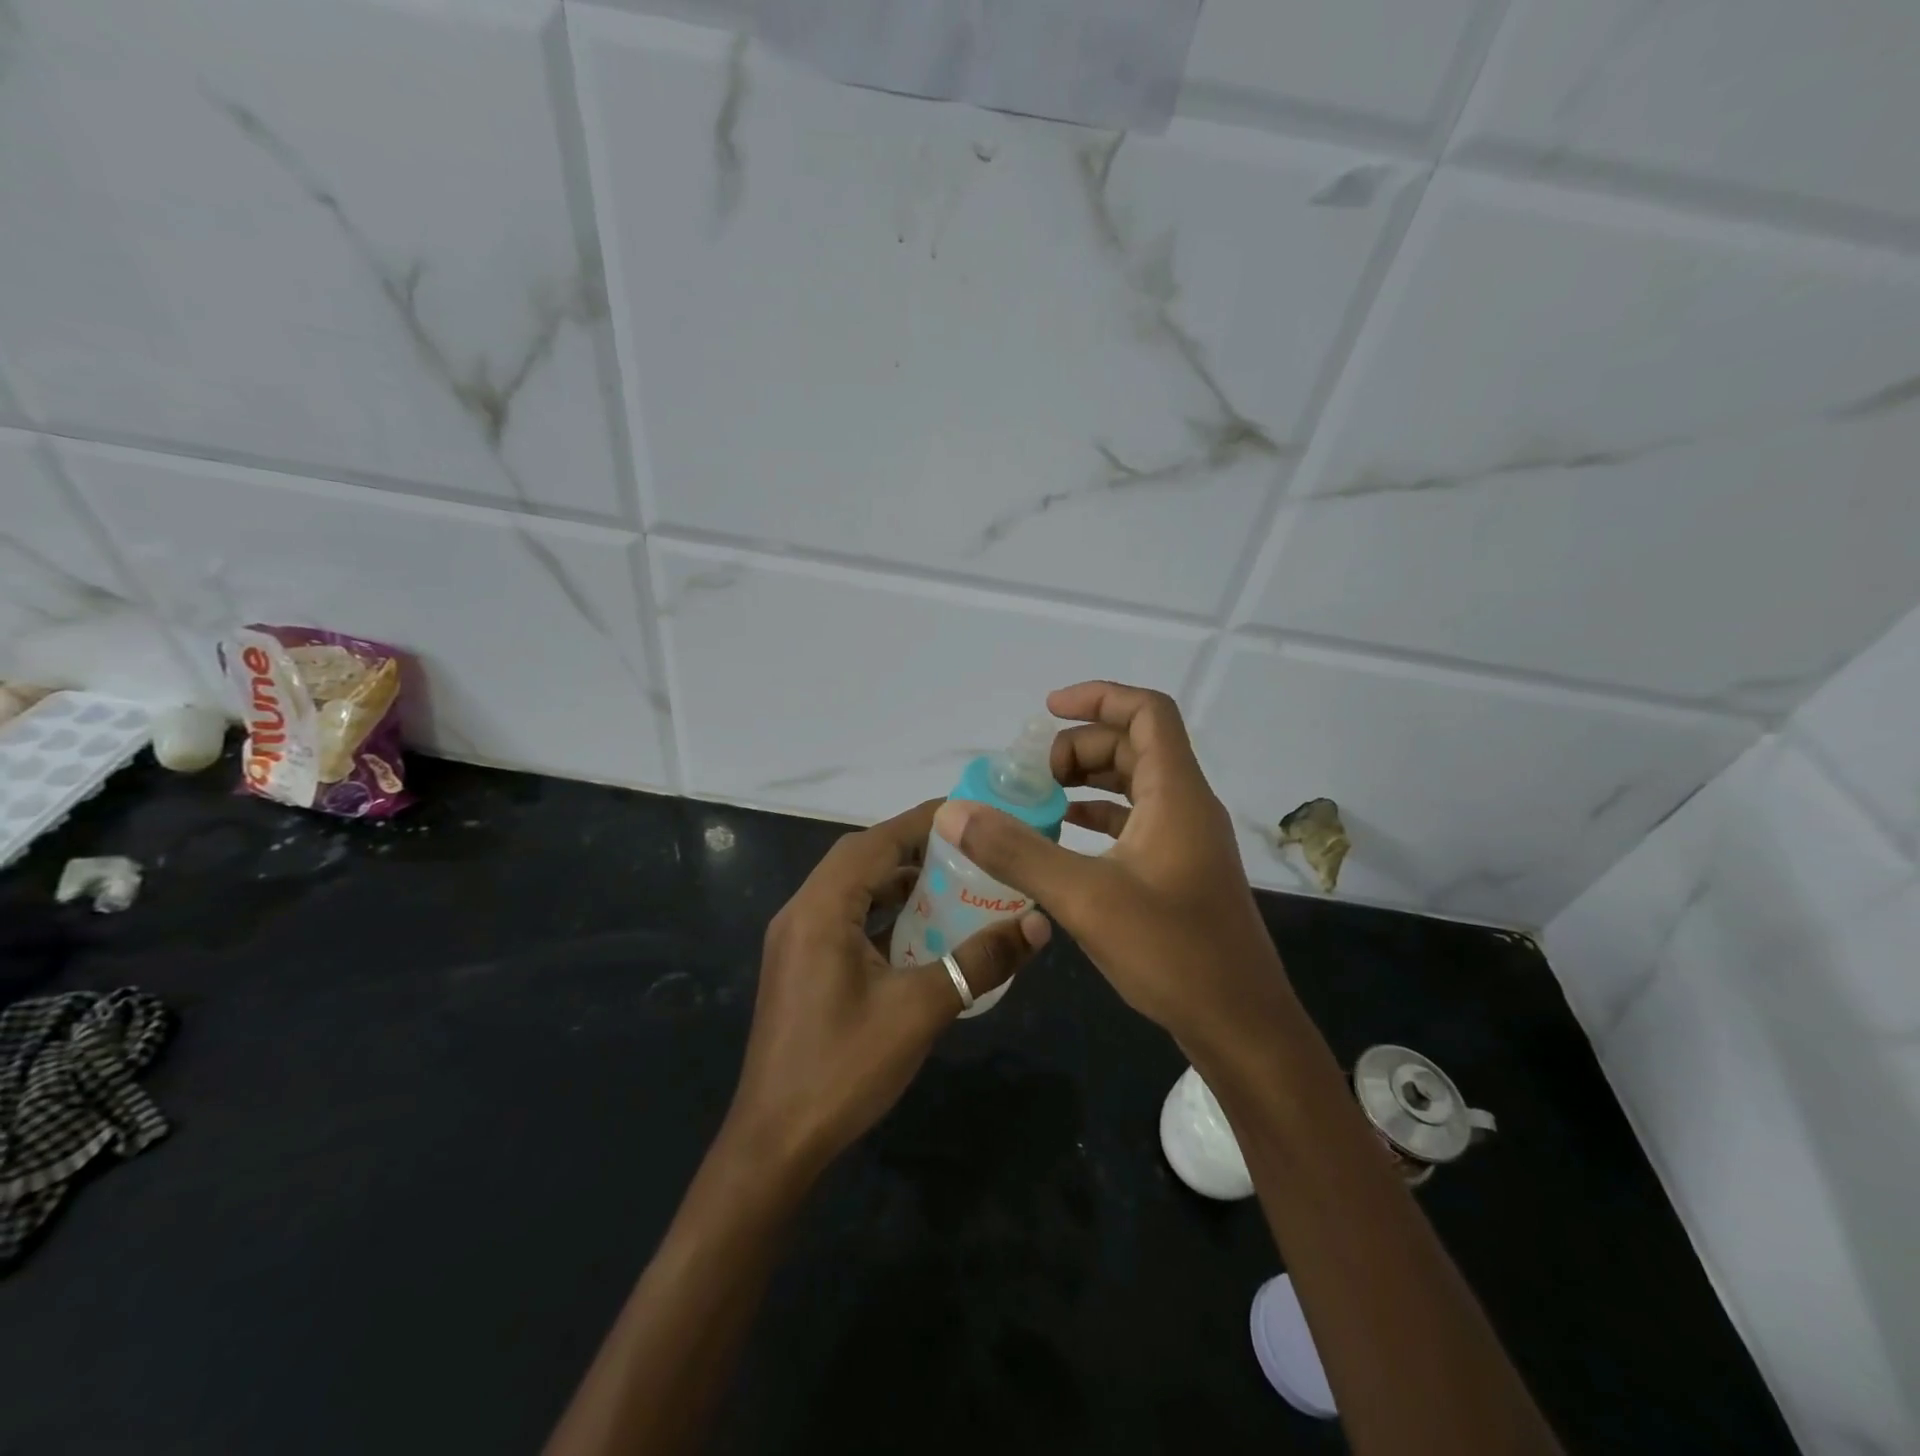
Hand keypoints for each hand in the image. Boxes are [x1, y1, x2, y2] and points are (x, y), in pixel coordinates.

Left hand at [725, 798, 1050, 1176]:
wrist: (775, 1143)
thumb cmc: (844, 1068)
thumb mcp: (921, 1010)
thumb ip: (979, 961)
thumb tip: (1037, 924)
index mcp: (821, 909)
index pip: (875, 840)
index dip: (922, 820)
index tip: (969, 812)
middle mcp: (802, 912)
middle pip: (861, 858)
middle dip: (913, 848)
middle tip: (968, 850)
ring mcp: (796, 940)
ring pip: (852, 889)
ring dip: (897, 881)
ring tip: (951, 885)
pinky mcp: (800, 965)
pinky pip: (845, 918)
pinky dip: (882, 913)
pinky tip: (919, 934)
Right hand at [931, 682, 1285, 1053]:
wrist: (1241, 1026)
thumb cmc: (1172, 953)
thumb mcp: (1084, 898)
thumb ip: (1017, 851)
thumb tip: (954, 812)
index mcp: (1176, 794)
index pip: (1148, 712)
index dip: (1098, 697)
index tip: (1047, 711)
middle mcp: (1187, 806)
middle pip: (1135, 746)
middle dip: (1081, 747)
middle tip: (1033, 776)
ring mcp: (1186, 841)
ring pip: (1135, 785)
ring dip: (1088, 781)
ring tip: (1039, 798)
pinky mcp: (1180, 872)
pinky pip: (1136, 823)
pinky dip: (1098, 818)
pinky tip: (1063, 839)